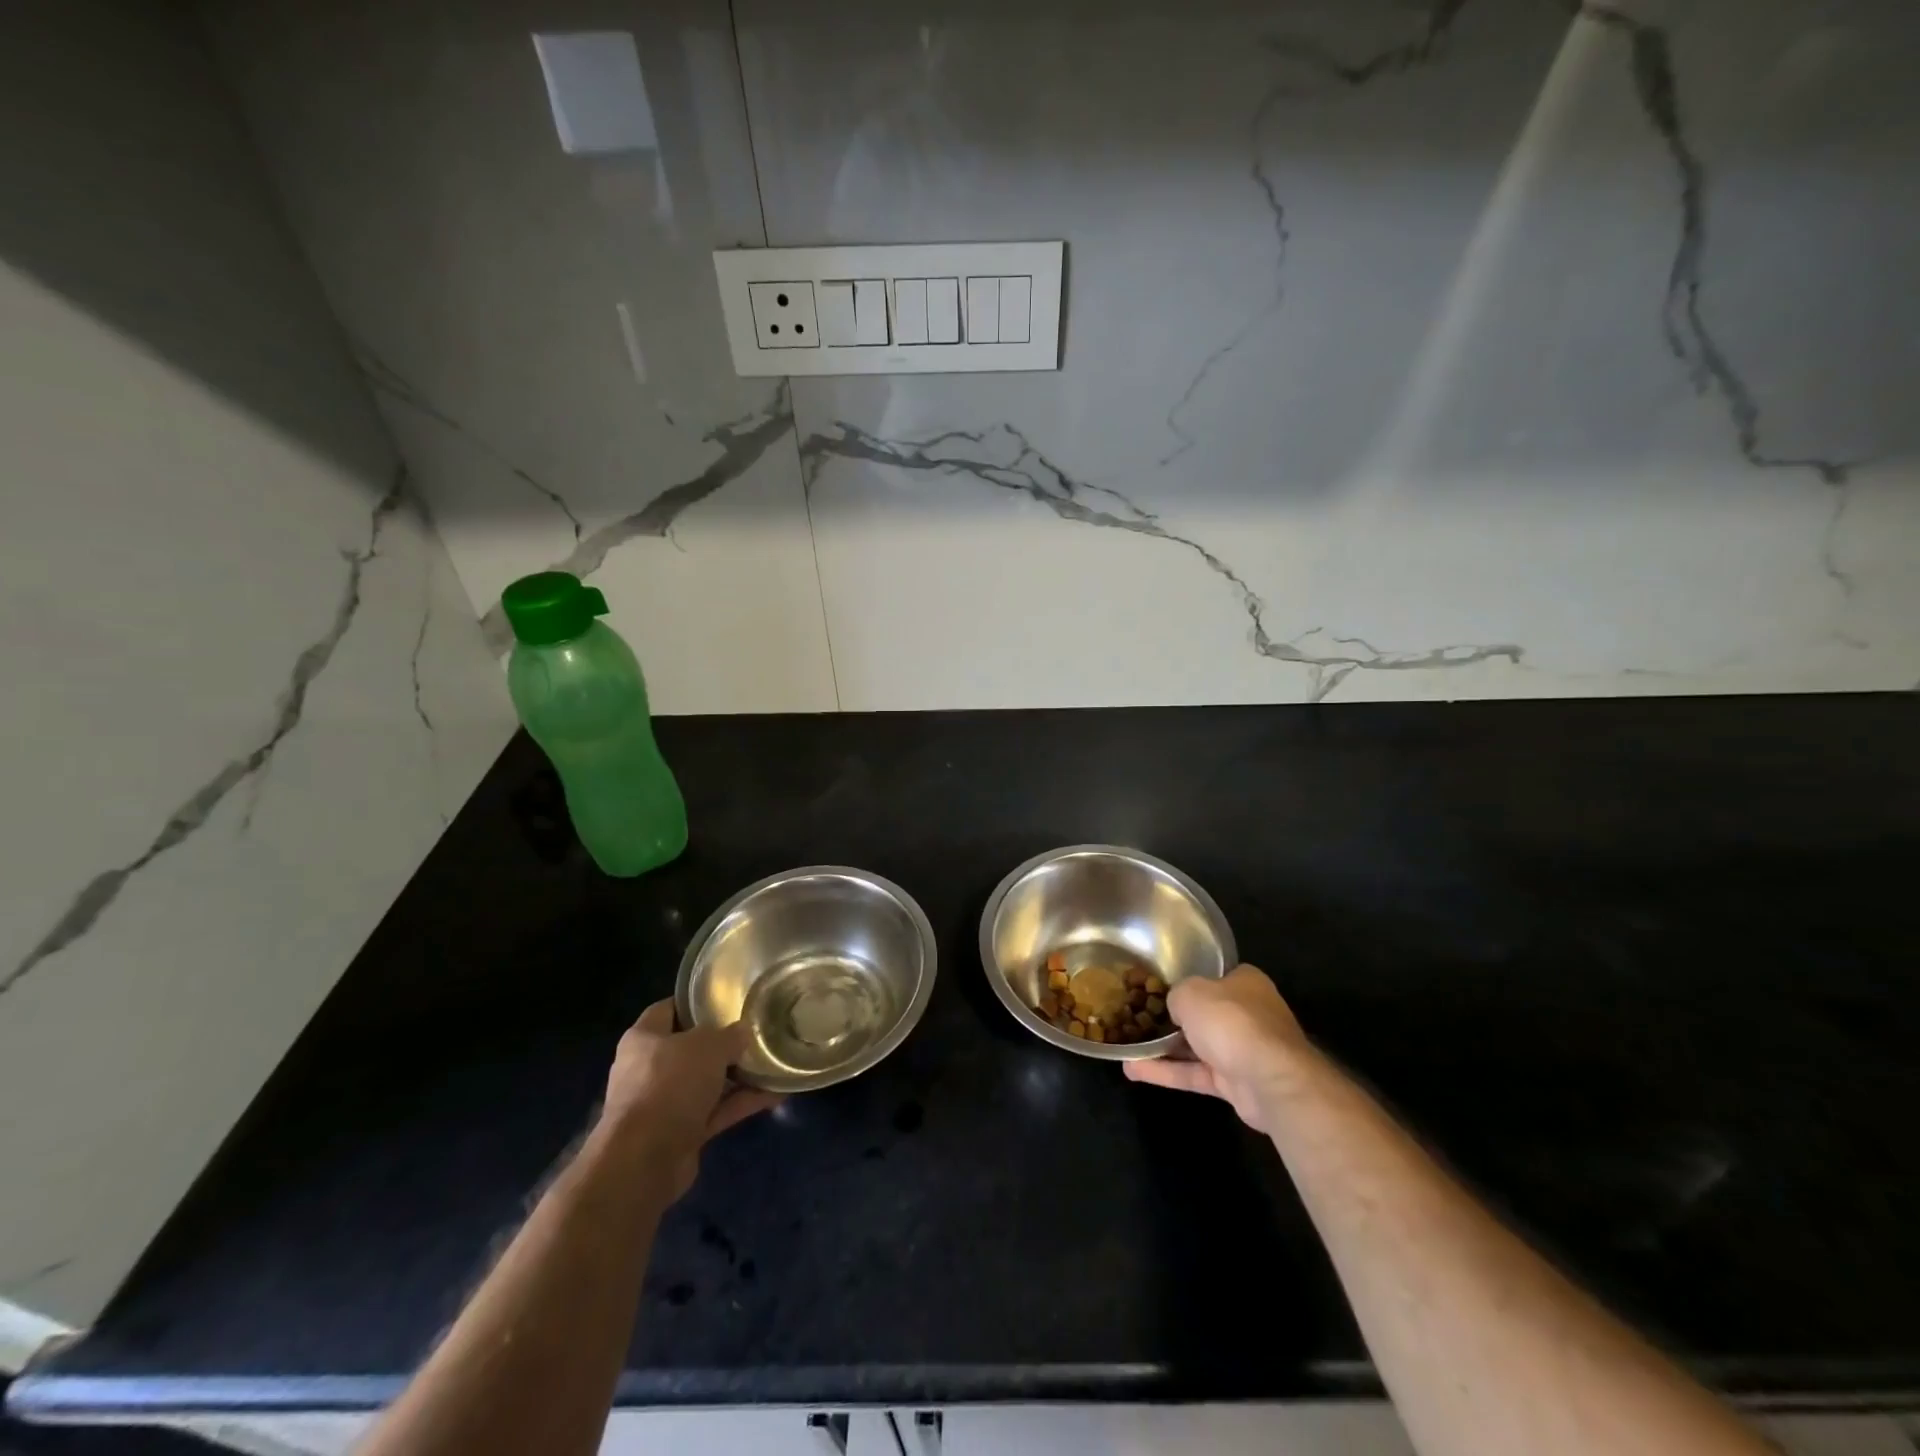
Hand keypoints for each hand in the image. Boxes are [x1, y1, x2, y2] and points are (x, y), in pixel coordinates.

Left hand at [595, 1001, 779, 1201]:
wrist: (645, 1160)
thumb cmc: (670, 1084)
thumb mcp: (708, 1046)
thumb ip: (730, 1035)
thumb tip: (743, 1032)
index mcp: (644, 1039)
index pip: (668, 1009)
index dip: (695, 1002)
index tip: (726, 998)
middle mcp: (648, 1069)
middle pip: (690, 1048)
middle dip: (723, 1043)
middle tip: (755, 1032)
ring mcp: (663, 1104)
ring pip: (706, 1082)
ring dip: (738, 1076)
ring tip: (772, 1064)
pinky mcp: (679, 1133)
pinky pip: (715, 1111)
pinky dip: (740, 1103)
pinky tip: (774, 1095)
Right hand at [1123, 965, 1310, 1133]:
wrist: (1269, 1080)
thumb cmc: (1230, 1020)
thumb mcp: (1190, 992)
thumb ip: (1177, 995)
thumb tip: (1175, 1008)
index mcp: (1245, 983)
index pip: (1213, 977)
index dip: (1187, 981)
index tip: (1158, 987)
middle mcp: (1247, 1013)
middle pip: (1204, 1013)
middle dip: (1172, 1019)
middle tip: (1138, 1017)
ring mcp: (1242, 1050)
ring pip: (1196, 1046)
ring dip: (1162, 1049)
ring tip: (1127, 1047)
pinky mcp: (1235, 1083)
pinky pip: (1194, 1074)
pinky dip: (1166, 1073)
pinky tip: (1133, 1070)